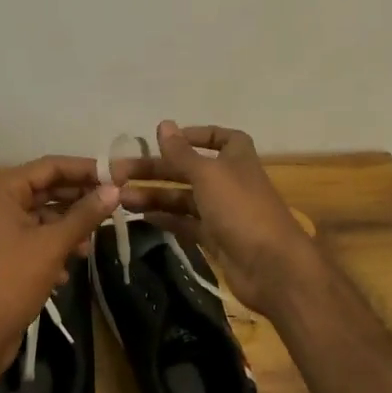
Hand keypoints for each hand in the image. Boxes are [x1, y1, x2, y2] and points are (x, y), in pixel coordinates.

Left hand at [0, 156, 118, 369]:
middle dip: (78, 200)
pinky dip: (53, 248)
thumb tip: (114, 189)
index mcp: (2, 191)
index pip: (50, 166)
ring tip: (88, 246)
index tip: (116, 175)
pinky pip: (34, 240)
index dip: (85, 169)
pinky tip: (67, 270)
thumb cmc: (12, 281)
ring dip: (68, 228)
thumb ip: (85, 214)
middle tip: (112, 206)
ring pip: (42, 217)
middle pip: (46, 190)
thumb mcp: (53, 244)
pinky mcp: (2, 256)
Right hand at [115, 121, 319, 313]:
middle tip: (119, 172)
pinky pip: (186, 224)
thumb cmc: (241, 210)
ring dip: (155, 195)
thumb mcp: (208, 175)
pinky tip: (141, 218)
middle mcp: (230, 182)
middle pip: (189, 169)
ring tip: (121, 198)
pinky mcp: (216, 239)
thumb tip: (163, 124)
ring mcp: (223, 213)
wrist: (272, 268)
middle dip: (156, 170)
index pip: (220, 137)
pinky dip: (166, 219)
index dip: (195, 135)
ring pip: (184, 198)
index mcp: (236, 158)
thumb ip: (182, 153)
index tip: (166, 139)